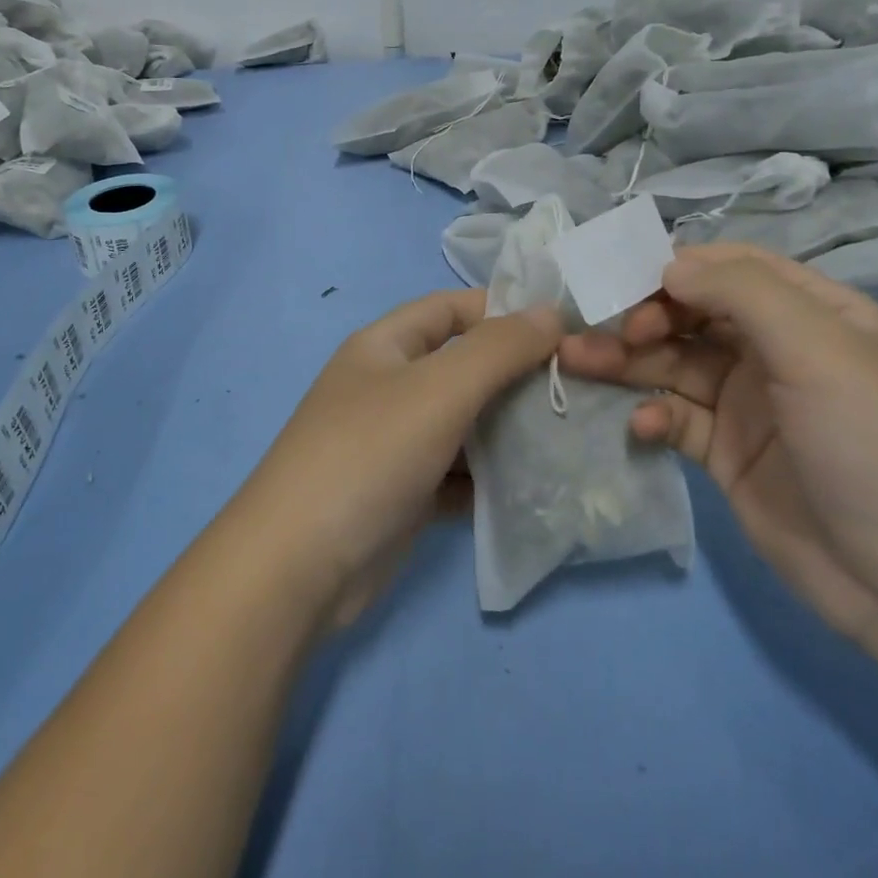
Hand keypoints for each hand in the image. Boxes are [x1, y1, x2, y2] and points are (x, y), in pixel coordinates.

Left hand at [236, 289, 562, 629]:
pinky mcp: (403, 495)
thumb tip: (549, 312)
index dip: (503, 312)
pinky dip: (490, 479)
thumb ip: (498, 348)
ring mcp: (393, 444)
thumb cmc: (369, 455)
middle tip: (578, 390)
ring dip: (509, 431)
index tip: (563, 332)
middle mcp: (387, 388)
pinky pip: (457, 475)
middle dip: (515, 376)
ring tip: (570, 438)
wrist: (299, 568)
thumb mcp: (438, 389)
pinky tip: (535, 488)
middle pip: (462, 368)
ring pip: (463, 425)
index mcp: (384, 346)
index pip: (451, 309)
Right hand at [558, 243, 877, 664]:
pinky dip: (653, 415)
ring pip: (673, 364)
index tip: (628, 285)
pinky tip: (642, 426)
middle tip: (603, 332)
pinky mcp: (727, 454)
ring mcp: (750, 405)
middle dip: (642, 316)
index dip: (678, 269)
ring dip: (626, 361)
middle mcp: (777, 352)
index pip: (733, 270)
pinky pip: (676, 419)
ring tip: (574, 360)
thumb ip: (742, 294)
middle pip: (693, 316)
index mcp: (813, 314)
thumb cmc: (875, 446)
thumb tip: (669, 267)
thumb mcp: (819, 350)